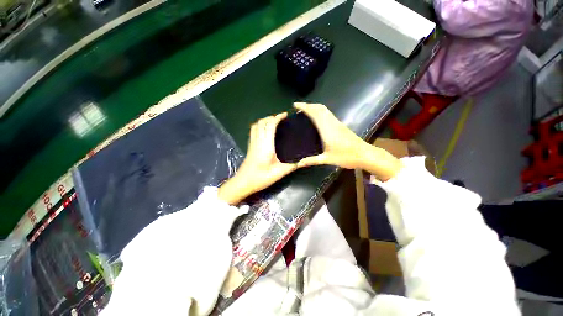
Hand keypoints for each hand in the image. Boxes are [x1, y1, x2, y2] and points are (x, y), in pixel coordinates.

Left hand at [218, 113, 297, 204]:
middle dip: (271, 117)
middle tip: (281, 119)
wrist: (243, 183)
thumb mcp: (279, 173)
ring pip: (256, 125)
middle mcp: (258, 140)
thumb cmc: (261, 177)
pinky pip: (253, 131)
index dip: (277, 117)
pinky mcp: (250, 147)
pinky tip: (264, 131)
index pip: (270, 125)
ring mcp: (252, 143)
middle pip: (262, 122)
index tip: (285, 115)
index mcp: (266, 144)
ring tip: (273, 123)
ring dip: (264, 121)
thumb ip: (292, 166)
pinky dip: (259, 126)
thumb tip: (302, 161)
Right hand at [294, 102, 402, 180]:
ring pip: (324, 110)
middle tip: (298, 108)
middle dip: (308, 105)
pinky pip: (328, 114)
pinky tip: (317, 118)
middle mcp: (332, 123)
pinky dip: (320, 111)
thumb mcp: (327, 159)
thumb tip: (298, 164)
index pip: (314, 113)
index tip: (295, 105)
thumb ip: (312, 160)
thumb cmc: (346, 157)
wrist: (365, 154)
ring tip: (305, 111)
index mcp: (327, 129)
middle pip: (319, 108)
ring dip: (314, 107)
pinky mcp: (340, 125)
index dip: (304, 107)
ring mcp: (337, 123)